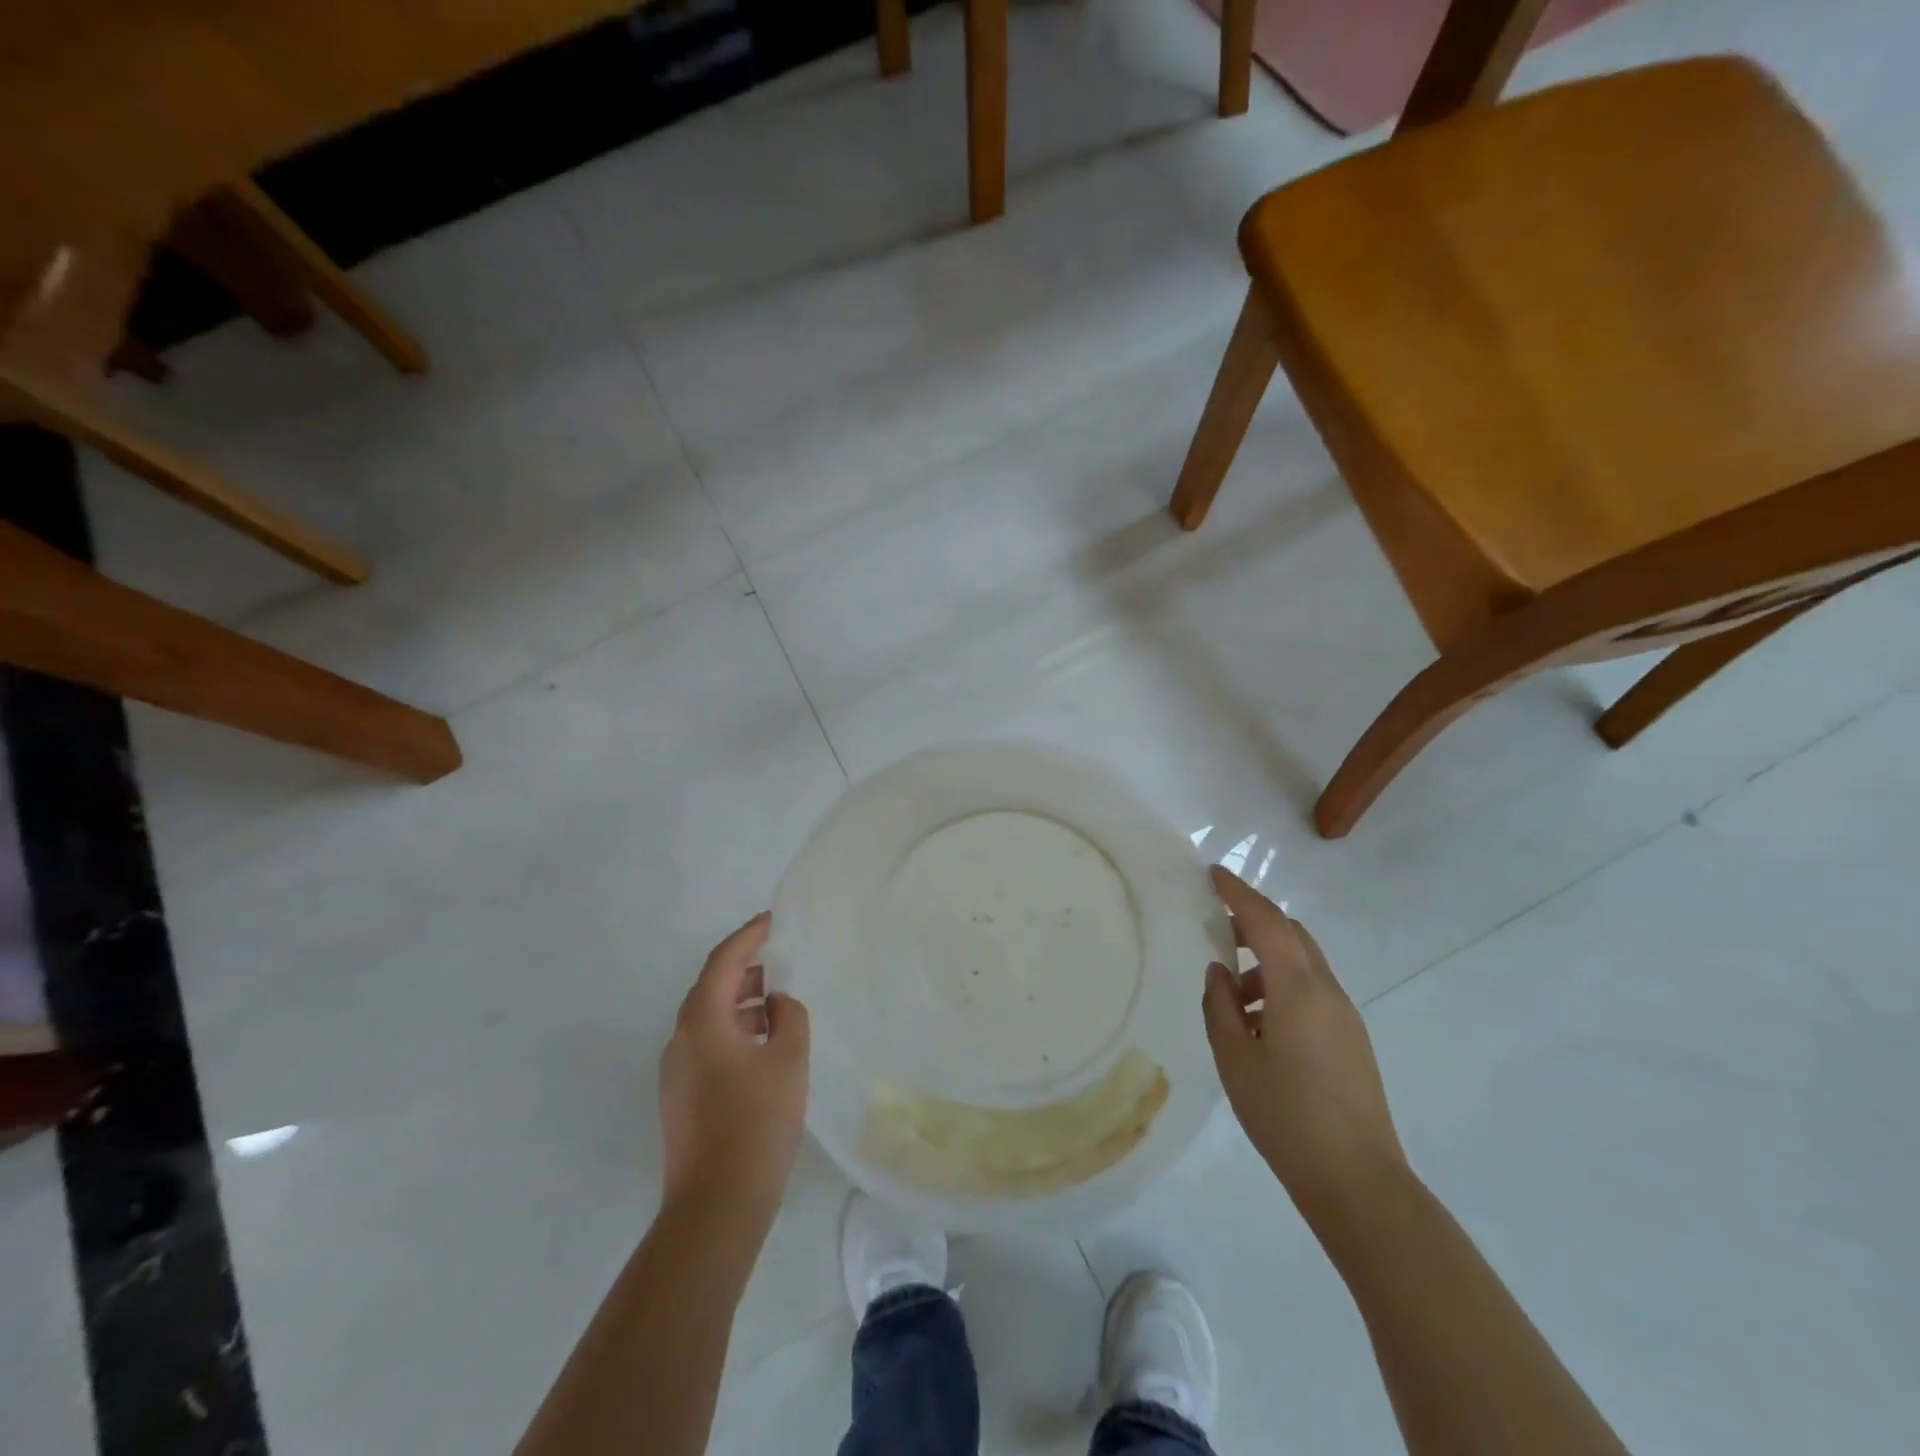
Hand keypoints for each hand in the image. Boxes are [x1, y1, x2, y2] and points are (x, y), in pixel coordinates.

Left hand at [658, 913, 810, 1217]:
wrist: (714, 1208)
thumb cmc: (755, 1124)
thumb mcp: (788, 1060)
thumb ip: (789, 1017)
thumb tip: (777, 1003)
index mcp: (702, 1021)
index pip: (723, 961)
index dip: (749, 936)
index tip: (772, 920)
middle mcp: (680, 1039)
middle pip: (712, 989)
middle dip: (747, 971)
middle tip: (782, 963)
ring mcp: (676, 1072)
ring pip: (711, 1020)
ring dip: (743, 1006)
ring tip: (780, 1008)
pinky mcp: (681, 1099)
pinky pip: (709, 1047)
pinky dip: (736, 1033)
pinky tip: (765, 1050)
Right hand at [1201, 868, 1408, 1225]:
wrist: (1358, 1182)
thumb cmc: (1286, 1116)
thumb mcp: (1235, 1059)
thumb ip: (1220, 1006)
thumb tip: (1220, 972)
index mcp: (1298, 989)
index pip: (1267, 921)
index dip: (1238, 893)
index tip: (1212, 873)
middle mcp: (1327, 991)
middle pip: (1292, 934)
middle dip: (1255, 921)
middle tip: (1217, 926)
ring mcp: (1345, 1016)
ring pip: (1303, 963)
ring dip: (1267, 960)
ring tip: (1232, 994)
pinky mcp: (1351, 1040)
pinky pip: (1313, 991)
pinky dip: (1282, 987)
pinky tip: (1259, 1024)